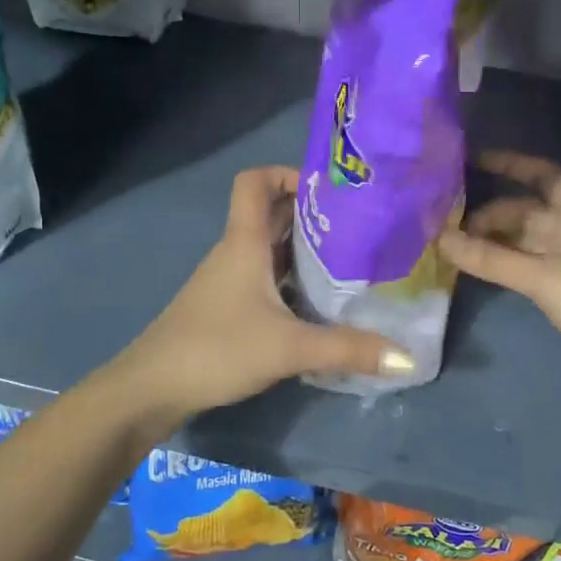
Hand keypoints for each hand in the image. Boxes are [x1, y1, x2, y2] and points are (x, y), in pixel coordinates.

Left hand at [112, 166, 412, 426]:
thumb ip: (348, 350)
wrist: (152, 388)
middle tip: (359, 226)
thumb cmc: (217, 349)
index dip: (287, 173)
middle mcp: (234, 251)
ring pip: (269, 248)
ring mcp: (227, 279)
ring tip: (350, 261)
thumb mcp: (288, 348)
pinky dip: (291, 279)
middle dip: (312, 213)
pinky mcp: (226, 306)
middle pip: (271, 213)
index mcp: (244, 242)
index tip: (330, 191)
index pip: (255, 181)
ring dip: (303, 248)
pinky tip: (318, 303)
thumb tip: (408, 357)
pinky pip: (264, 277)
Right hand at [439, 151, 560, 415]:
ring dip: (487, 240)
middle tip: (442, 221)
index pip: (544, 175)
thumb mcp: (546, 277)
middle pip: (523, 211)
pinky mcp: (558, 291)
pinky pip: (519, 266)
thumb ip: (490, 258)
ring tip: (445, 241)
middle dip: (486, 212)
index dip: (511, 164)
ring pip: (518, 240)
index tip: (471, 160)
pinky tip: (467, 265)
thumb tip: (438, 238)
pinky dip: (495, 264)